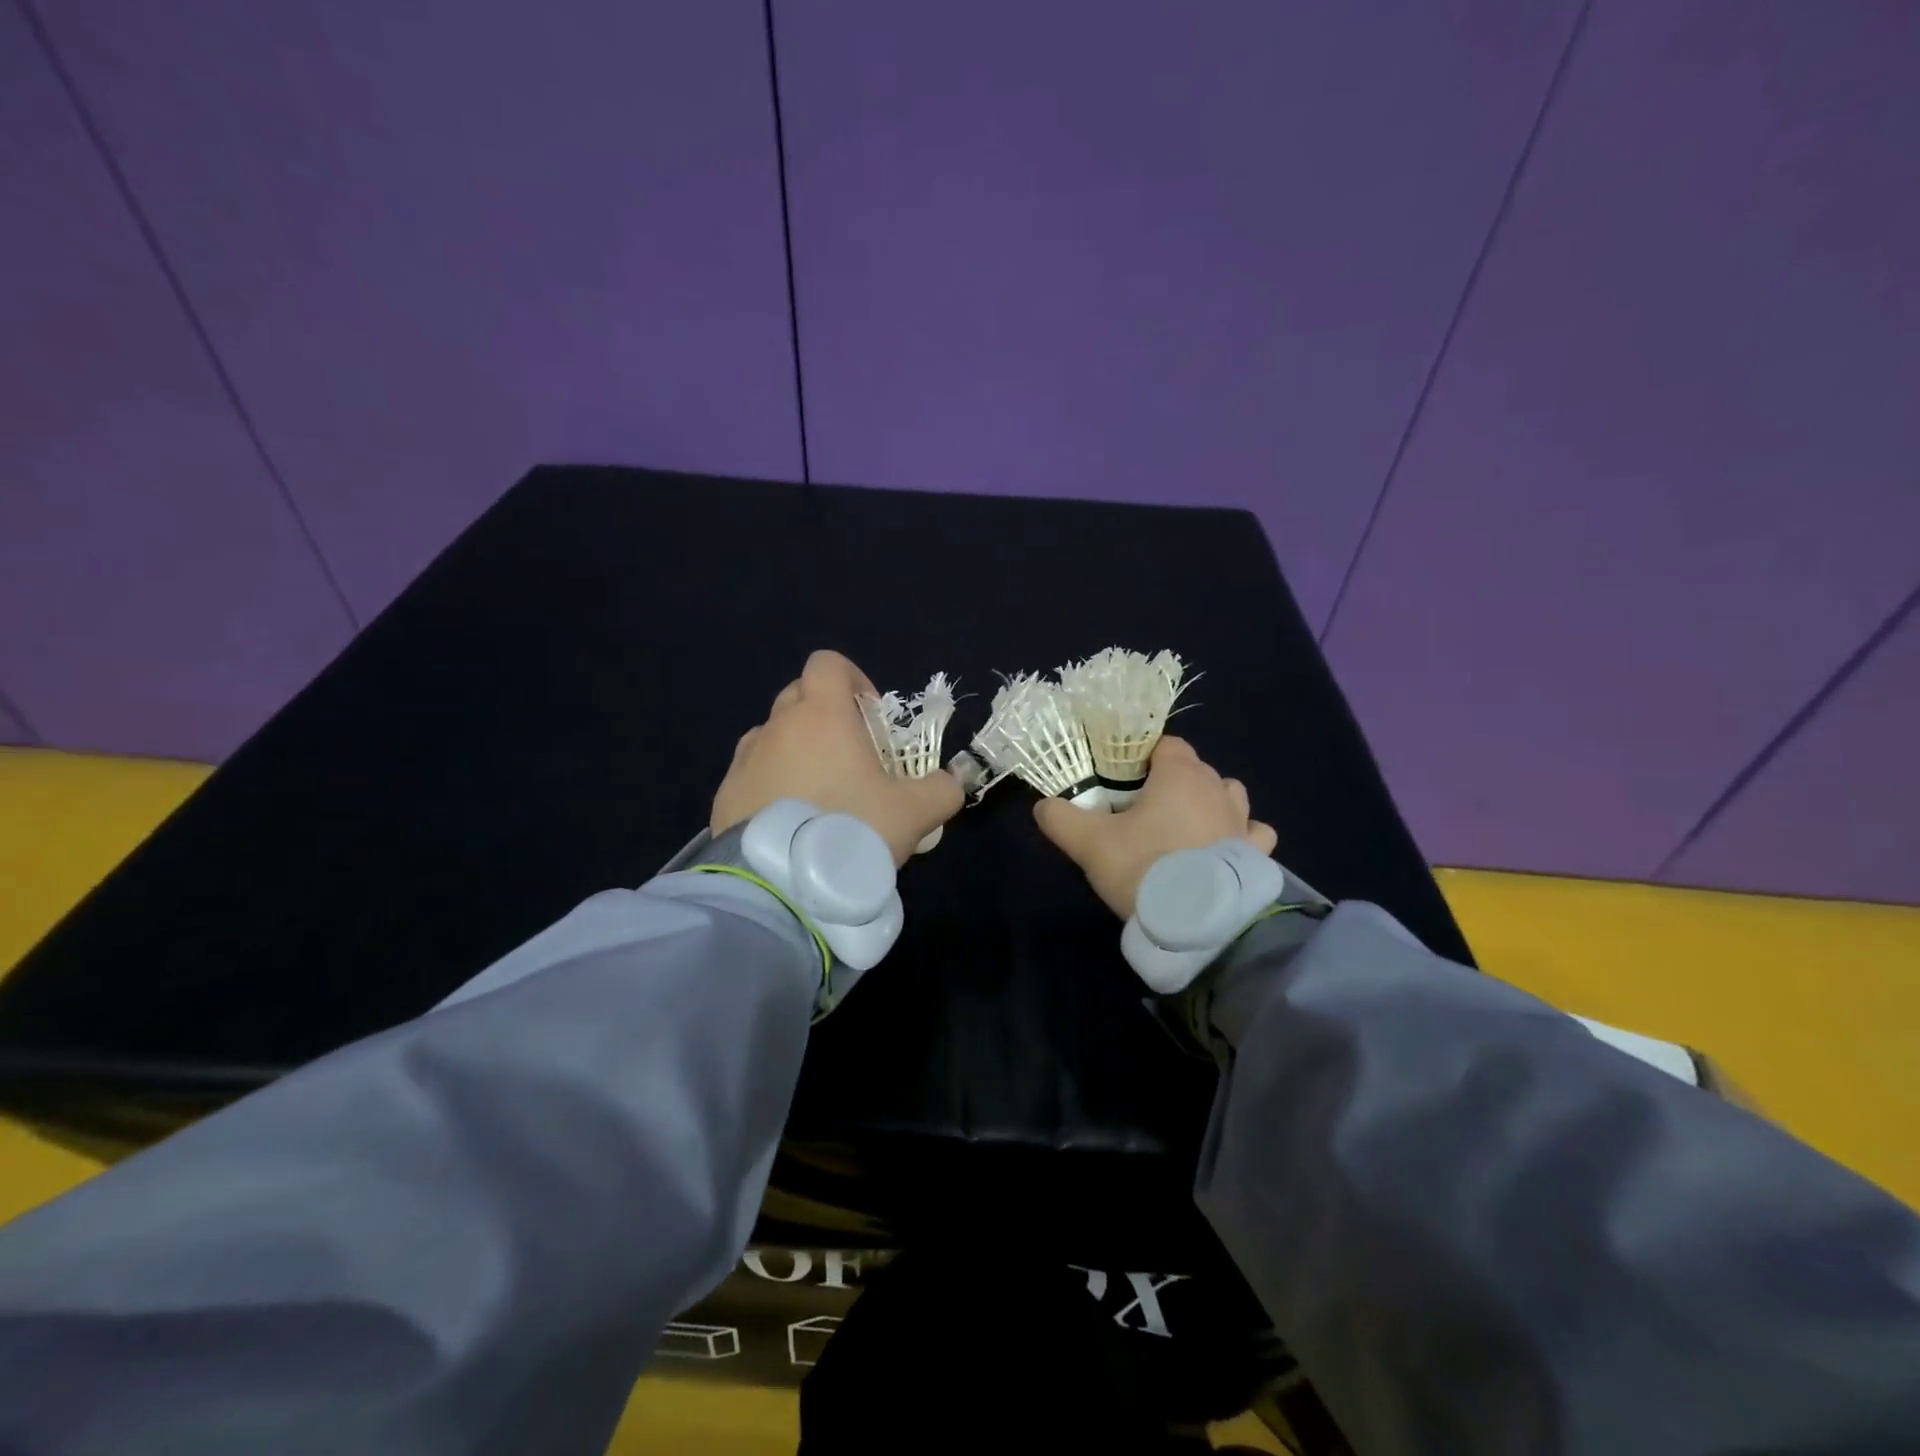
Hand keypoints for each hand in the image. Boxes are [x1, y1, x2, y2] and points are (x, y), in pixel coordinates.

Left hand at [712, 650, 964, 867]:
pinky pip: (752, 772)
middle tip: (851, 758)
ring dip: (796, 750)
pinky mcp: (725, 793)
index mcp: (822, 715)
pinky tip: (789, 822)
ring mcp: (746, 759)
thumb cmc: (850, 829)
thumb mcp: (914, 813)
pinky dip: (771, 783)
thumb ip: (942, 790)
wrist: (780, 883)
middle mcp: (778, 725)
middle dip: (826, 715)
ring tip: (818, 794)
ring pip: (774, 735)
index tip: (870, 718)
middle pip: (800, 695)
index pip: (828, 664)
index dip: (852, 680)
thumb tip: (950, 783)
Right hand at [1032, 736, 1276, 919]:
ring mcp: (1243, 820)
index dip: (1143, 759)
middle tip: (1142, 814)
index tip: (1122, 784)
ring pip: (1229, 795)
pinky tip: (1222, 852)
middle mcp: (1217, 788)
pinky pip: (1254, 833)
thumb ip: (1061, 819)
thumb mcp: (1089, 844)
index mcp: (1180, 775)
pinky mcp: (1258, 854)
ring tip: (1185, 830)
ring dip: (1211, 804)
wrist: (1200, 923)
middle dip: (1172, 783)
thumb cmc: (1145, 867)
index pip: (1166, 745)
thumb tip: (1043, 806)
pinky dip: (1241, 837)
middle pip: (1195, 770)